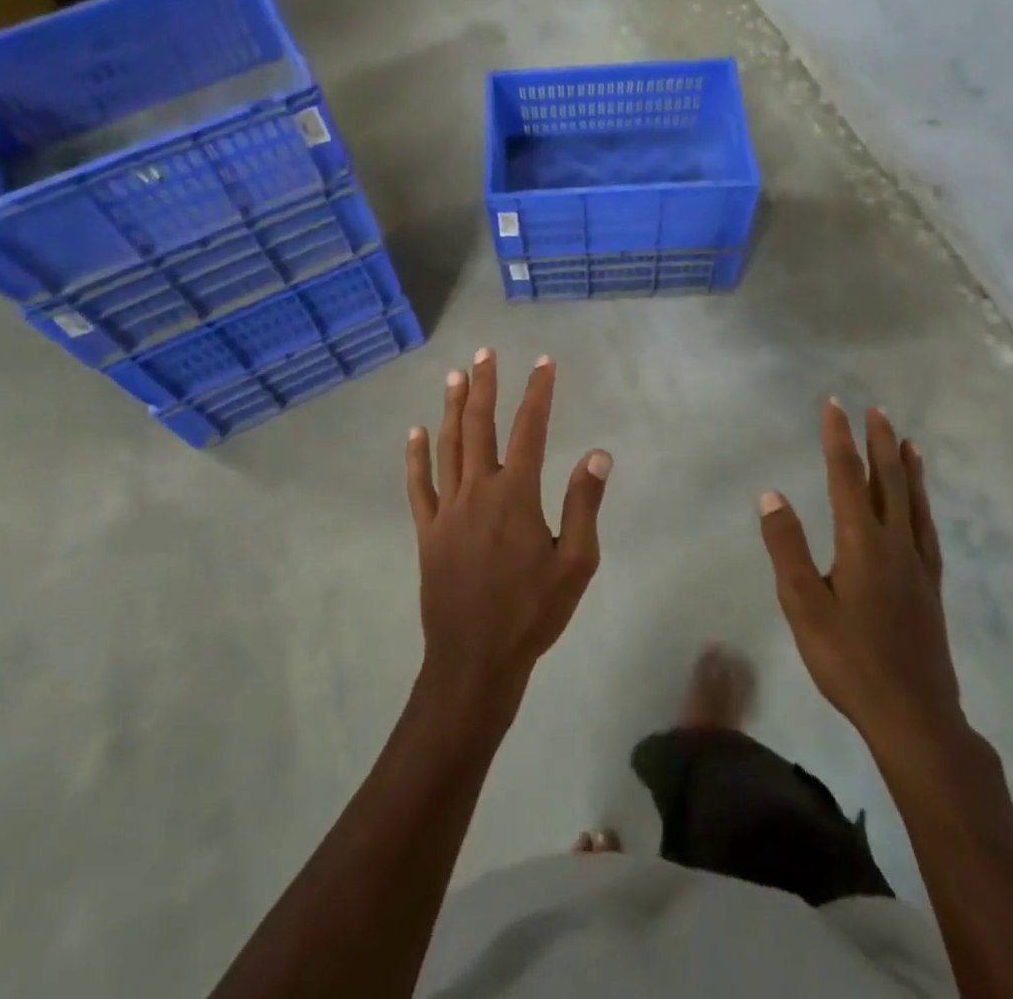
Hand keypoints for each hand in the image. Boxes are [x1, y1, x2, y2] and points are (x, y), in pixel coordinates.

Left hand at [405, 349, 611, 722]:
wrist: (476, 658)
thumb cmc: (532, 612)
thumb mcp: (576, 563)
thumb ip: (584, 504)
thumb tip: (598, 454)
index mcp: (516, 494)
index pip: (530, 429)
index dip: (538, 392)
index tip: (544, 362)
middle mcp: (478, 490)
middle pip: (479, 425)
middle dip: (485, 385)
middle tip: (485, 353)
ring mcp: (447, 509)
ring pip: (447, 446)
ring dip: (451, 408)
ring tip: (454, 376)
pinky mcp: (427, 531)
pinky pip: (418, 485)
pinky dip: (415, 457)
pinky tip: (414, 433)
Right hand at [758, 401, 964, 779]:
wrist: (914, 716)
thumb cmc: (849, 660)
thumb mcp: (803, 604)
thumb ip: (787, 547)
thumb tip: (772, 494)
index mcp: (861, 542)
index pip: (846, 476)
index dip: (839, 438)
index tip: (834, 405)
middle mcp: (894, 543)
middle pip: (887, 480)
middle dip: (878, 441)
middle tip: (875, 409)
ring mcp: (918, 565)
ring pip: (913, 502)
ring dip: (907, 466)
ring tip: (906, 440)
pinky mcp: (931, 587)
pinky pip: (927, 529)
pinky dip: (923, 503)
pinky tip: (920, 505)